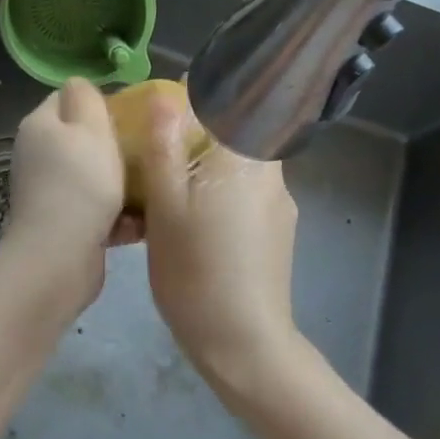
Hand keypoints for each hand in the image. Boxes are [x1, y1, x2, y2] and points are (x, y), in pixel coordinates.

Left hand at [0, 79, 130, 308]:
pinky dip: (117, 215)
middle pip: (81, 139)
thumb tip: (78, 83)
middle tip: (147, 149)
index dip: (99, 102)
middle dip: (114, 144)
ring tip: (152, 185)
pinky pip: (95, 209)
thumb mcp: (89, 127)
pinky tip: (142, 222)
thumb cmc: (80, 183)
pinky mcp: (60, 224)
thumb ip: (86, 97)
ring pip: (91, 175)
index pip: (67, 98)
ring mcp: (47, 191)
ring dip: (120, 182)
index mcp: (40, 125)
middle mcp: (37, 155)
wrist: (59, 258)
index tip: (132, 114)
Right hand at [139, 102, 301, 392]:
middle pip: (237, 129)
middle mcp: (270, 171)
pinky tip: (195, 219)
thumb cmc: (195, 270)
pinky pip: (248, 190)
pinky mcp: (279, 229)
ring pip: (242, 162)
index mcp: (244, 157)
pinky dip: (221, 189)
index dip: (199, 93)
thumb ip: (165, 146)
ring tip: (171, 186)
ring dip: (210, 162)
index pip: (230, 100)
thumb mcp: (166, 206)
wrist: (244, 345)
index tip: (167, 103)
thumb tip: (165, 95)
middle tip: (160, 148)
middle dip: (200, 130)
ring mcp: (279, 203)